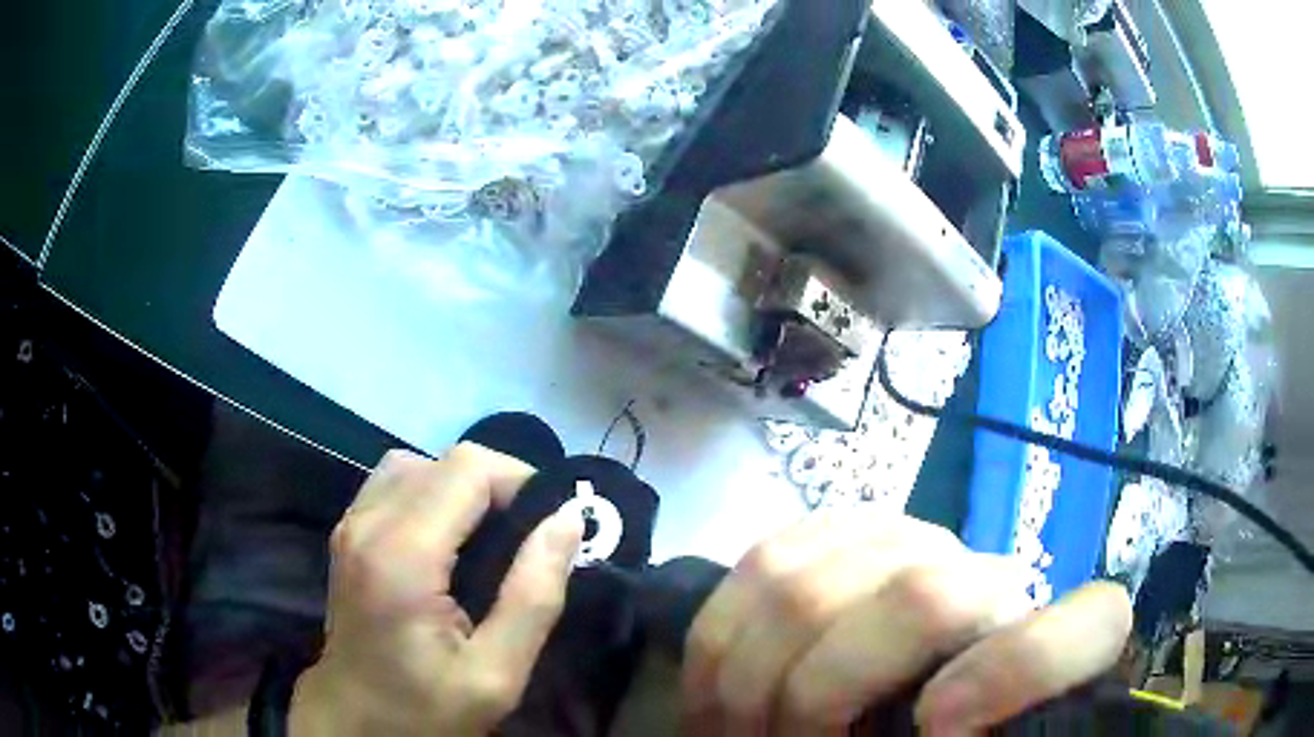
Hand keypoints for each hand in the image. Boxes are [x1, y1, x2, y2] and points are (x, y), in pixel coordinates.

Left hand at [290, 445, 582, 735]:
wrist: (356, 722)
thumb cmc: (426, 710)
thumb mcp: (495, 674)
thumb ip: (533, 596)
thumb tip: (567, 521)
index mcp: (402, 556)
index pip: (467, 468)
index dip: (520, 480)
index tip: (553, 522)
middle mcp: (367, 524)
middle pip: (443, 460)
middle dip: (498, 484)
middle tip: (532, 534)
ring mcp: (350, 525)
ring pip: (416, 465)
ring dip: (462, 486)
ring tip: (492, 534)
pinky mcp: (347, 534)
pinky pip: (393, 484)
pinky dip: (431, 493)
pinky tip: (450, 538)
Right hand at [682, 512, 1131, 734]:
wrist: (912, 662)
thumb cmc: (942, 725)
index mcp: (1051, 635)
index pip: (1088, 625)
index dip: (1017, 672)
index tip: (937, 730)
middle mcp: (987, 571)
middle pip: (919, 600)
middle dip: (822, 700)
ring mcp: (908, 537)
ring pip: (813, 584)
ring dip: (754, 682)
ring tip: (738, 731)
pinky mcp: (834, 527)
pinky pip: (758, 567)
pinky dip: (721, 642)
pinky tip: (721, 685)